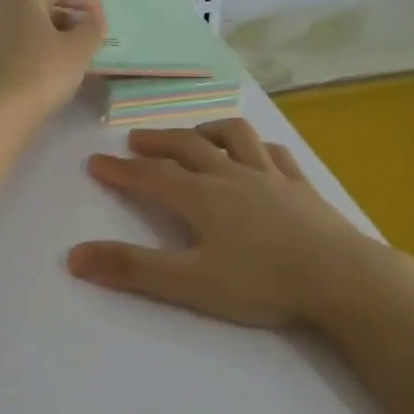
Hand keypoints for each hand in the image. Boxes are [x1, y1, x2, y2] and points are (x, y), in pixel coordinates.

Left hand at [0, 0, 106, 125]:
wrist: (0, 114)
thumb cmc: (43, 72)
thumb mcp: (79, 48)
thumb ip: (92, 28)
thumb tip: (93, 20)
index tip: (103, 14)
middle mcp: (0, 8)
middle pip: (40, 3)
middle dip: (69, 14)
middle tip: (91, 31)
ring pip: (28, 25)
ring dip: (54, 33)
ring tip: (77, 51)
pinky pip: (18, 44)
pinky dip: (39, 48)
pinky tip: (55, 67)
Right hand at [67, 119, 380, 328]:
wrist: (339, 278)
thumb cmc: (261, 282)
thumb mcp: (189, 283)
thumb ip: (132, 269)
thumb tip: (74, 256)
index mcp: (202, 197)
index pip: (151, 177)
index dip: (121, 170)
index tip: (96, 163)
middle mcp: (232, 176)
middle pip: (188, 147)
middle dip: (158, 142)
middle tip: (135, 140)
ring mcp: (270, 176)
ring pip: (233, 138)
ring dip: (207, 131)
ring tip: (194, 134)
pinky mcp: (300, 186)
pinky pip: (275, 153)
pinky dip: (257, 146)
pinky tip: (257, 152)